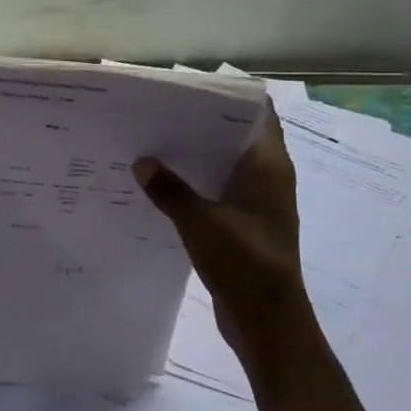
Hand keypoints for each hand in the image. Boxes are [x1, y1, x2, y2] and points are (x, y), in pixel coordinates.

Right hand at [134, 112, 307, 353]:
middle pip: (235, 137)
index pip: (256, 114)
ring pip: (223, 165)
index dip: (227, 96)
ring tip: (153, 141)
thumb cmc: (243, 262)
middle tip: (159, 112)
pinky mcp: (243, 225)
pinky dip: (194, 183)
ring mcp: (256, 203)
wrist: (267, 322)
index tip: (189, 88)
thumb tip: (141, 162)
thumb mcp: (199, 221)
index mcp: (268, 167)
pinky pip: (216, 191)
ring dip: (195, 156)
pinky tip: (161, 183)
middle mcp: (267, 178)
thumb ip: (169, 189)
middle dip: (200, 124)